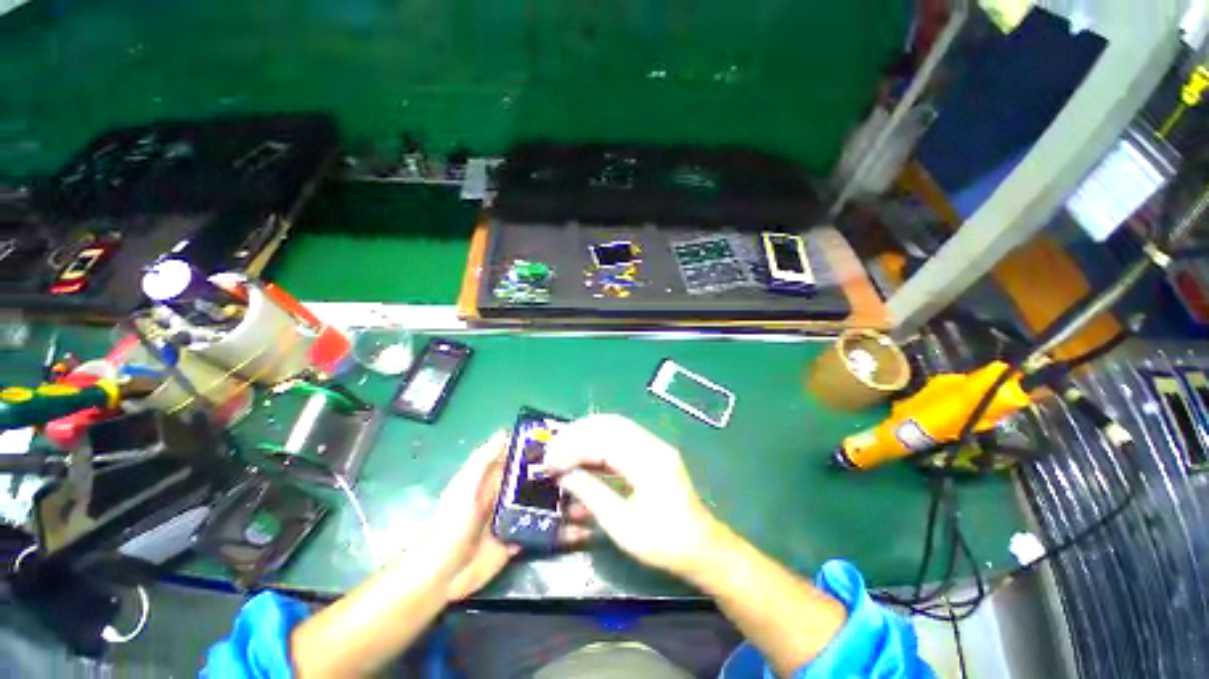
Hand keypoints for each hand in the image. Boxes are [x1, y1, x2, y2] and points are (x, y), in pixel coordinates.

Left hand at [423, 431, 591, 600]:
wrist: (440, 575)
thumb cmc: (451, 523)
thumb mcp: (465, 487)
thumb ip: (483, 460)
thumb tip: (504, 430)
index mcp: (498, 479)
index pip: (526, 460)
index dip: (547, 452)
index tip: (572, 446)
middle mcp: (510, 495)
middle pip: (542, 483)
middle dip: (565, 480)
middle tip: (591, 478)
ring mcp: (516, 519)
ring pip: (547, 507)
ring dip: (568, 506)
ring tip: (591, 506)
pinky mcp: (519, 541)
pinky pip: (544, 534)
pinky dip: (562, 533)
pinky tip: (582, 533)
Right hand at [545, 414, 720, 576]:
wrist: (701, 546)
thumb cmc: (663, 542)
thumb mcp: (622, 526)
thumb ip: (592, 495)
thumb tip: (564, 475)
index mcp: (648, 462)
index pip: (603, 441)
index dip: (573, 448)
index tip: (550, 462)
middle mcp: (652, 445)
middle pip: (609, 424)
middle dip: (577, 433)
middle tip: (553, 449)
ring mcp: (654, 445)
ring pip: (614, 426)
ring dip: (587, 433)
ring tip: (563, 447)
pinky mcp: (652, 451)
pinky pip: (621, 436)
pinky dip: (599, 440)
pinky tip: (585, 452)